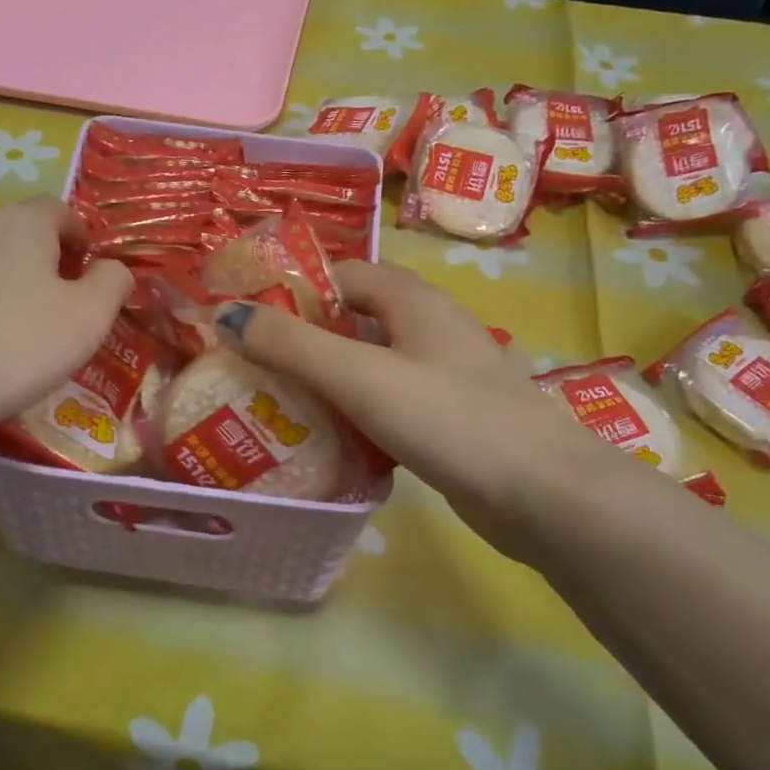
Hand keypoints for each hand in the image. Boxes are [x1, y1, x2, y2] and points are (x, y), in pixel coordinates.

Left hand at [0, 198, 131, 433]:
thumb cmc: (14, 345)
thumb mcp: (88, 318)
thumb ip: (112, 284)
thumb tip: (112, 268)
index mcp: (21, 222)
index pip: (61, 211)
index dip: (82, 240)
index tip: (88, 278)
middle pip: (18, 233)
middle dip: (42, 264)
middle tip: (54, 311)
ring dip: (1, 285)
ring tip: (8, 335)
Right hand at [224, 261, 608, 560]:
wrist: (543, 495)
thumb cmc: (449, 418)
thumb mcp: (360, 376)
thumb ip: (291, 345)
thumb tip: (226, 315)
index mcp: (414, 300)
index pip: (342, 274)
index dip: (294, 290)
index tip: (248, 321)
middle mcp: (431, 328)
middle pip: (354, 320)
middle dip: (303, 339)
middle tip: (253, 368)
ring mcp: (444, 375)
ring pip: (370, 364)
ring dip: (327, 379)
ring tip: (277, 405)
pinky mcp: (449, 418)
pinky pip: (388, 402)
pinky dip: (355, 412)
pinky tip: (329, 439)